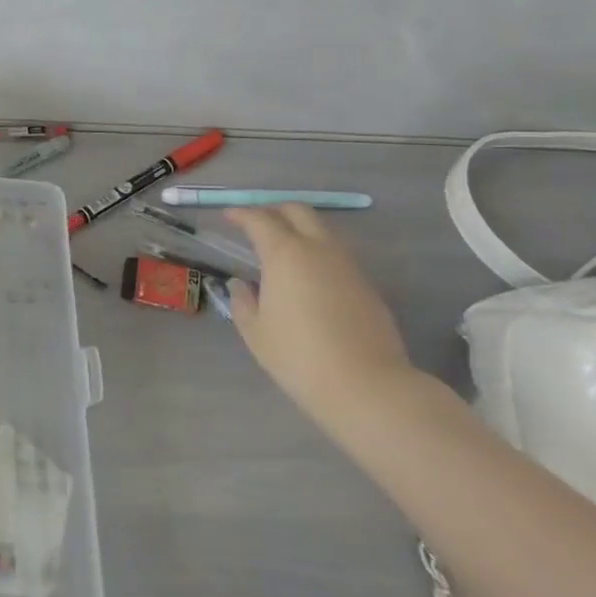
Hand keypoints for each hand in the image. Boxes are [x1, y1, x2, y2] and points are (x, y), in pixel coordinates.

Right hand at [223, 205, 421, 430]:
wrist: (367, 386)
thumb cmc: (298, 356)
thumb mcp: (255, 331)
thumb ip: (243, 301)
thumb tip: (242, 285)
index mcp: (285, 254)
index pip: (260, 219)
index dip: (241, 214)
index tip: (228, 217)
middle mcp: (319, 250)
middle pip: (298, 211)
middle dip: (275, 210)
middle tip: (256, 224)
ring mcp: (349, 266)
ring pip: (322, 231)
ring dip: (300, 230)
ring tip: (282, 250)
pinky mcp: (367, 286)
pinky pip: (338, 255)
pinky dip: (318, 253)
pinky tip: (308, 278)